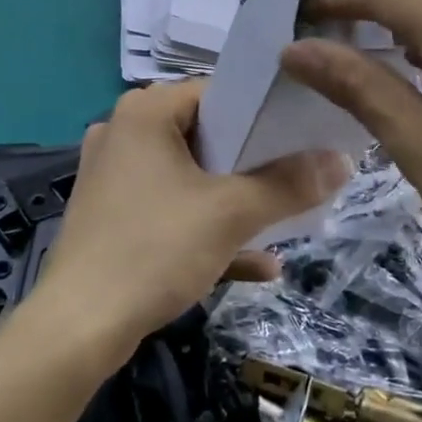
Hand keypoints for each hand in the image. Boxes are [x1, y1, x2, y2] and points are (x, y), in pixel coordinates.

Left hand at [34, 81, 350, 359]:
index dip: (261, 112)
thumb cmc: (155, 249)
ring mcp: (113, 177)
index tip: (301, 134)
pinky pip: (169, 211)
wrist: (78, 329)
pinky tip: (259, 265)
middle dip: (253, 161)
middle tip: (297, 174)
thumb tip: (344, 159)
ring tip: (284, 217)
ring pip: (188, 177)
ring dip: (235, 200)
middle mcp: (123, 134)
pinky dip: (207, 229)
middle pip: (203, 135)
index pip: (215, 92)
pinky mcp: (110, 217)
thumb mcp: (231, 214)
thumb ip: (288, 184)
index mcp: (144, 112)